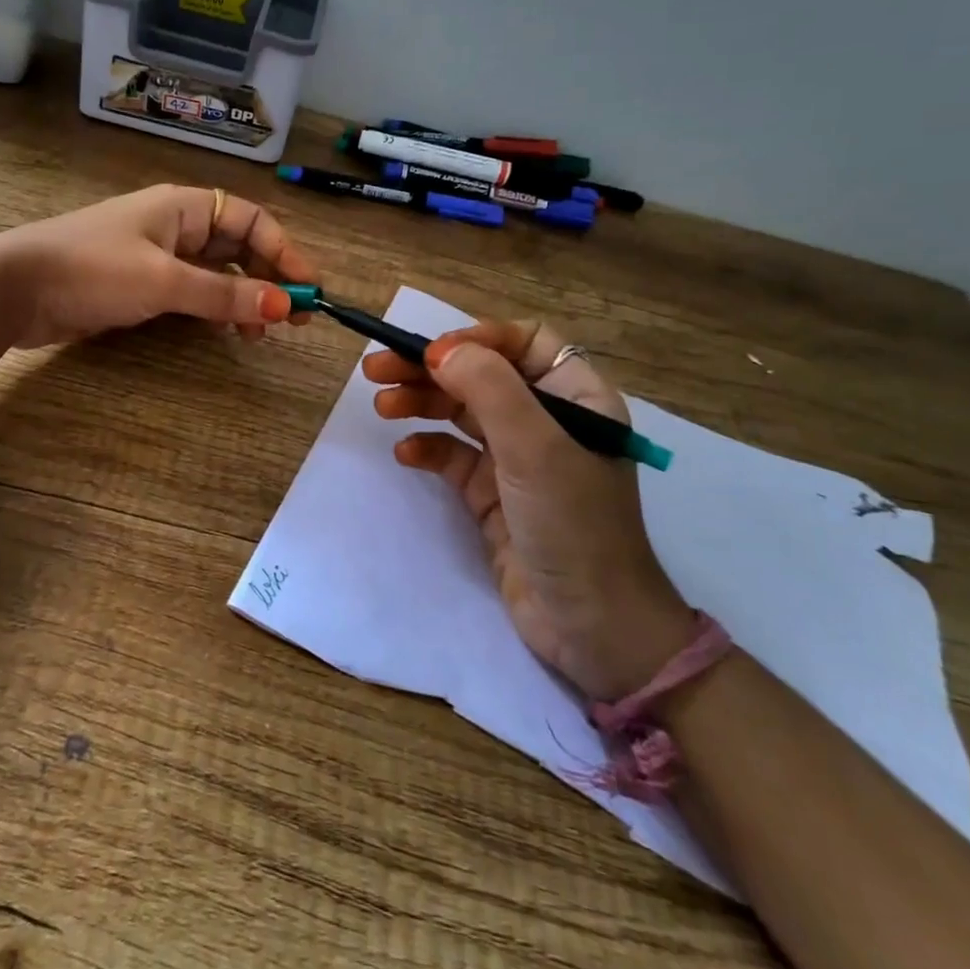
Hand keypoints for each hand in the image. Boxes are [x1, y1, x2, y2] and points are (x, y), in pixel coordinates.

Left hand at [0, 184, 317, 348]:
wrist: (13, 288)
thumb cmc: (92, 270)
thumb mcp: (164, 281)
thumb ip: (224, 295)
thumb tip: (284, 306)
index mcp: (184, 207)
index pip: (251, 221)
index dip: (284, 251)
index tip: (308, 289)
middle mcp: (174, 226)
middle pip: (237, 247)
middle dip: (267, 278)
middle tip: (292, 319)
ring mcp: (156, 256)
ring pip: (215, 273)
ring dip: (242, 298)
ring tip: (259, 333)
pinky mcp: (139, 284)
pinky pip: (190, 292)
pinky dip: (212, 309)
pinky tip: (223, 331)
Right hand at [364, 320, 693, 700]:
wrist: (591, 629)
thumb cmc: (573, 526)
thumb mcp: (535, 449)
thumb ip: (490, 389)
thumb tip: (439, 350)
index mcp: (577, 398)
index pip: (526, 343)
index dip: (478, 339)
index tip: (432, 353)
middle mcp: (549, 421)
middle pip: (483, 375)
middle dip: (432, 369)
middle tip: (378, 368)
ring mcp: (519, 460)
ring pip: (463, 413)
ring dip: (422, 403)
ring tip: (382, 405)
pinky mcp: (494, 496)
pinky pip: (454, 458)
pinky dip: (428, 449)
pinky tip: (406, 455)